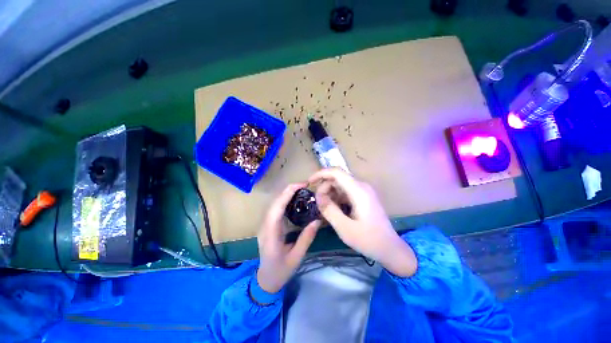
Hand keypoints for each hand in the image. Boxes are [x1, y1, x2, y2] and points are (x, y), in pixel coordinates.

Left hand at [257, 183, 320, 292]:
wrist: (265, 280)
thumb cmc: (280, 271)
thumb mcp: (296, 257)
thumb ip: (306, 238)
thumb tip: (317, 220)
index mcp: (271, 233)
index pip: (277, 207)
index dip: (288, 193)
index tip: (302, 185)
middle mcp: (265, 225)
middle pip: (275, 202)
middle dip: (289, 190)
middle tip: (305, 185)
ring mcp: (265, 224)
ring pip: (274, 203)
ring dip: (287, 193)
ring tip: (302, 189)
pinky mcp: (268, 225)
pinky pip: (276, 208)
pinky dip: (285, 200)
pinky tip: (294, 199)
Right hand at [309, 168, 416, 276]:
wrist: (390, 248)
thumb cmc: (368, 239)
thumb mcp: (344, 228)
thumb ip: (329, 210)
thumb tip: (318, 196)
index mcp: (358, 191)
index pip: (336, 172)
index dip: (321, 174)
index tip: (309, 182)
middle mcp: (361, 186)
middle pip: (337, 179)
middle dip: (324, 188)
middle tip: (318, 204)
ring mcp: (363, 191)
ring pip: (340, 185)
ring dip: (330, 193)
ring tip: (325, 209)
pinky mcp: (363, 197)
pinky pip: (346, 192)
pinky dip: (337, 198)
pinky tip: (334, 209)